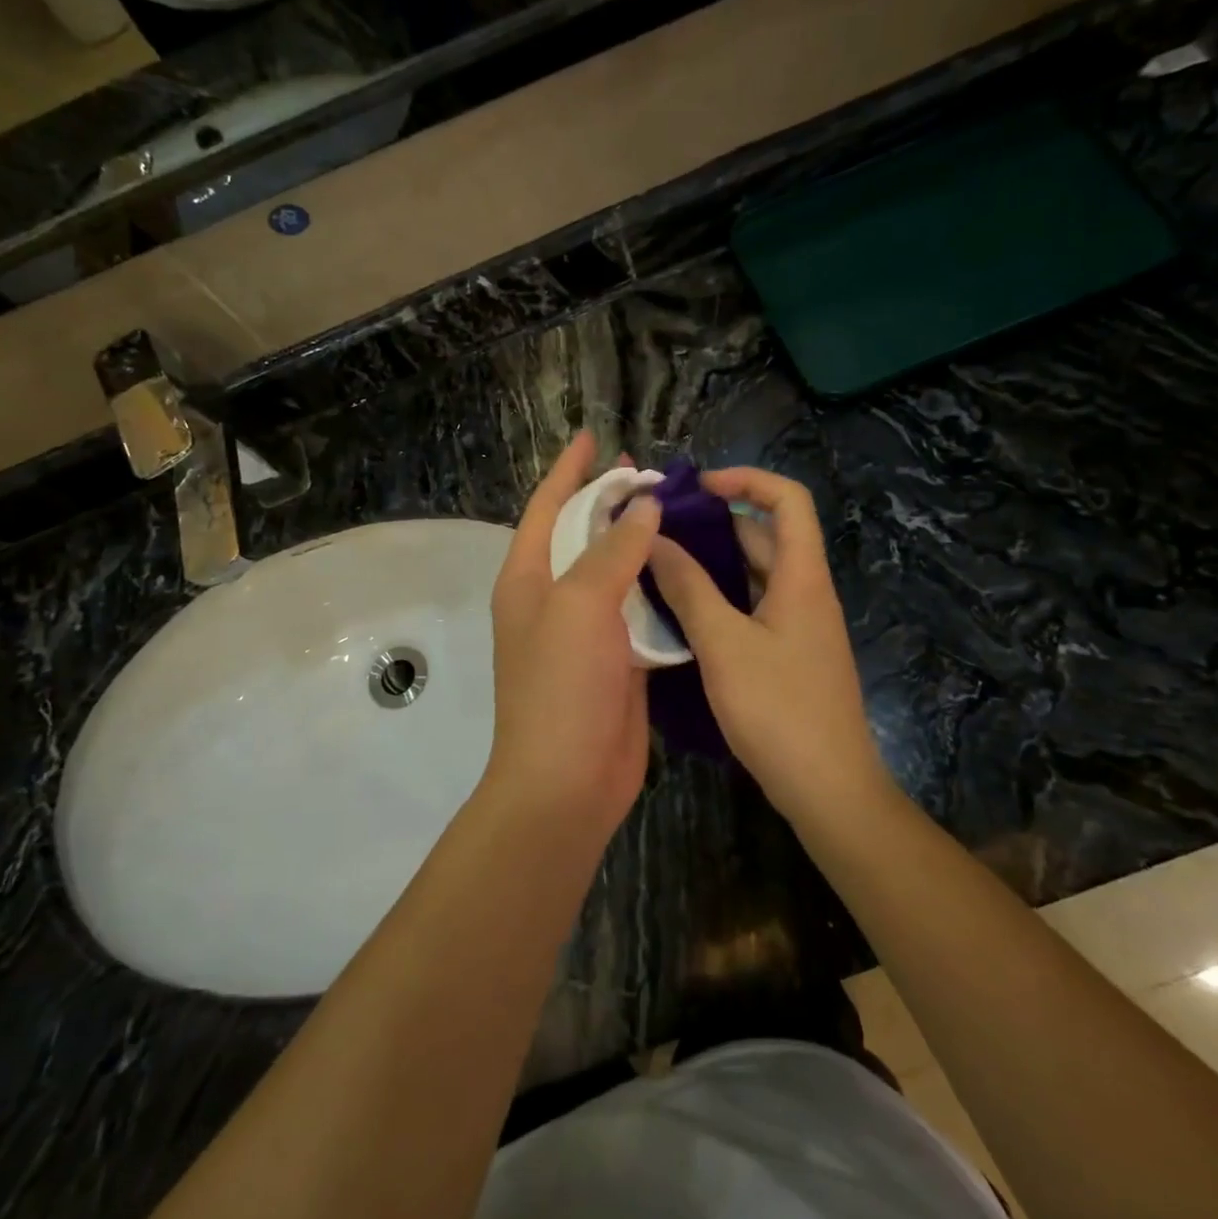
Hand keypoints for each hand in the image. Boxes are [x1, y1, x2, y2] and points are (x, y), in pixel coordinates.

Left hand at [484, 433, 659, 834]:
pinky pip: (639, 610)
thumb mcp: (581, 606)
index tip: (593, 437)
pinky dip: (659, 587)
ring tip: (676, 511)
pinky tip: (689, 569)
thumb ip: (612, 551)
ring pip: (614, 572)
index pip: (548, 507)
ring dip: (639, 542)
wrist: (567, 782)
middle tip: (647, 472)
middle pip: (581, 535)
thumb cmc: (561, 686)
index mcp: (528, 579)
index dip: (569, 470)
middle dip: (609, 501)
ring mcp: (585, 632)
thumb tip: (643, 507)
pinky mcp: (617, 660)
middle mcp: (552, 599)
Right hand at [646, 468, 891, 826]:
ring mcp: (799, 626)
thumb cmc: (778, 710)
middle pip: (767, 535)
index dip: (746, 479)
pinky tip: (682, 612)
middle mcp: (806, 592)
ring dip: (714, 562)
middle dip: (717, 521)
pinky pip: (753, 608)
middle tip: (661, 527)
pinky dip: (721, 597)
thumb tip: (654, 541)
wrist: (829, 789)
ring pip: (756, 575)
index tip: (697, 488)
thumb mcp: (724, 644)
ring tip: (660, 563)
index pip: (788, 499)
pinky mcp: (789, 655)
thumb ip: (689, 588)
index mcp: (802, 577)